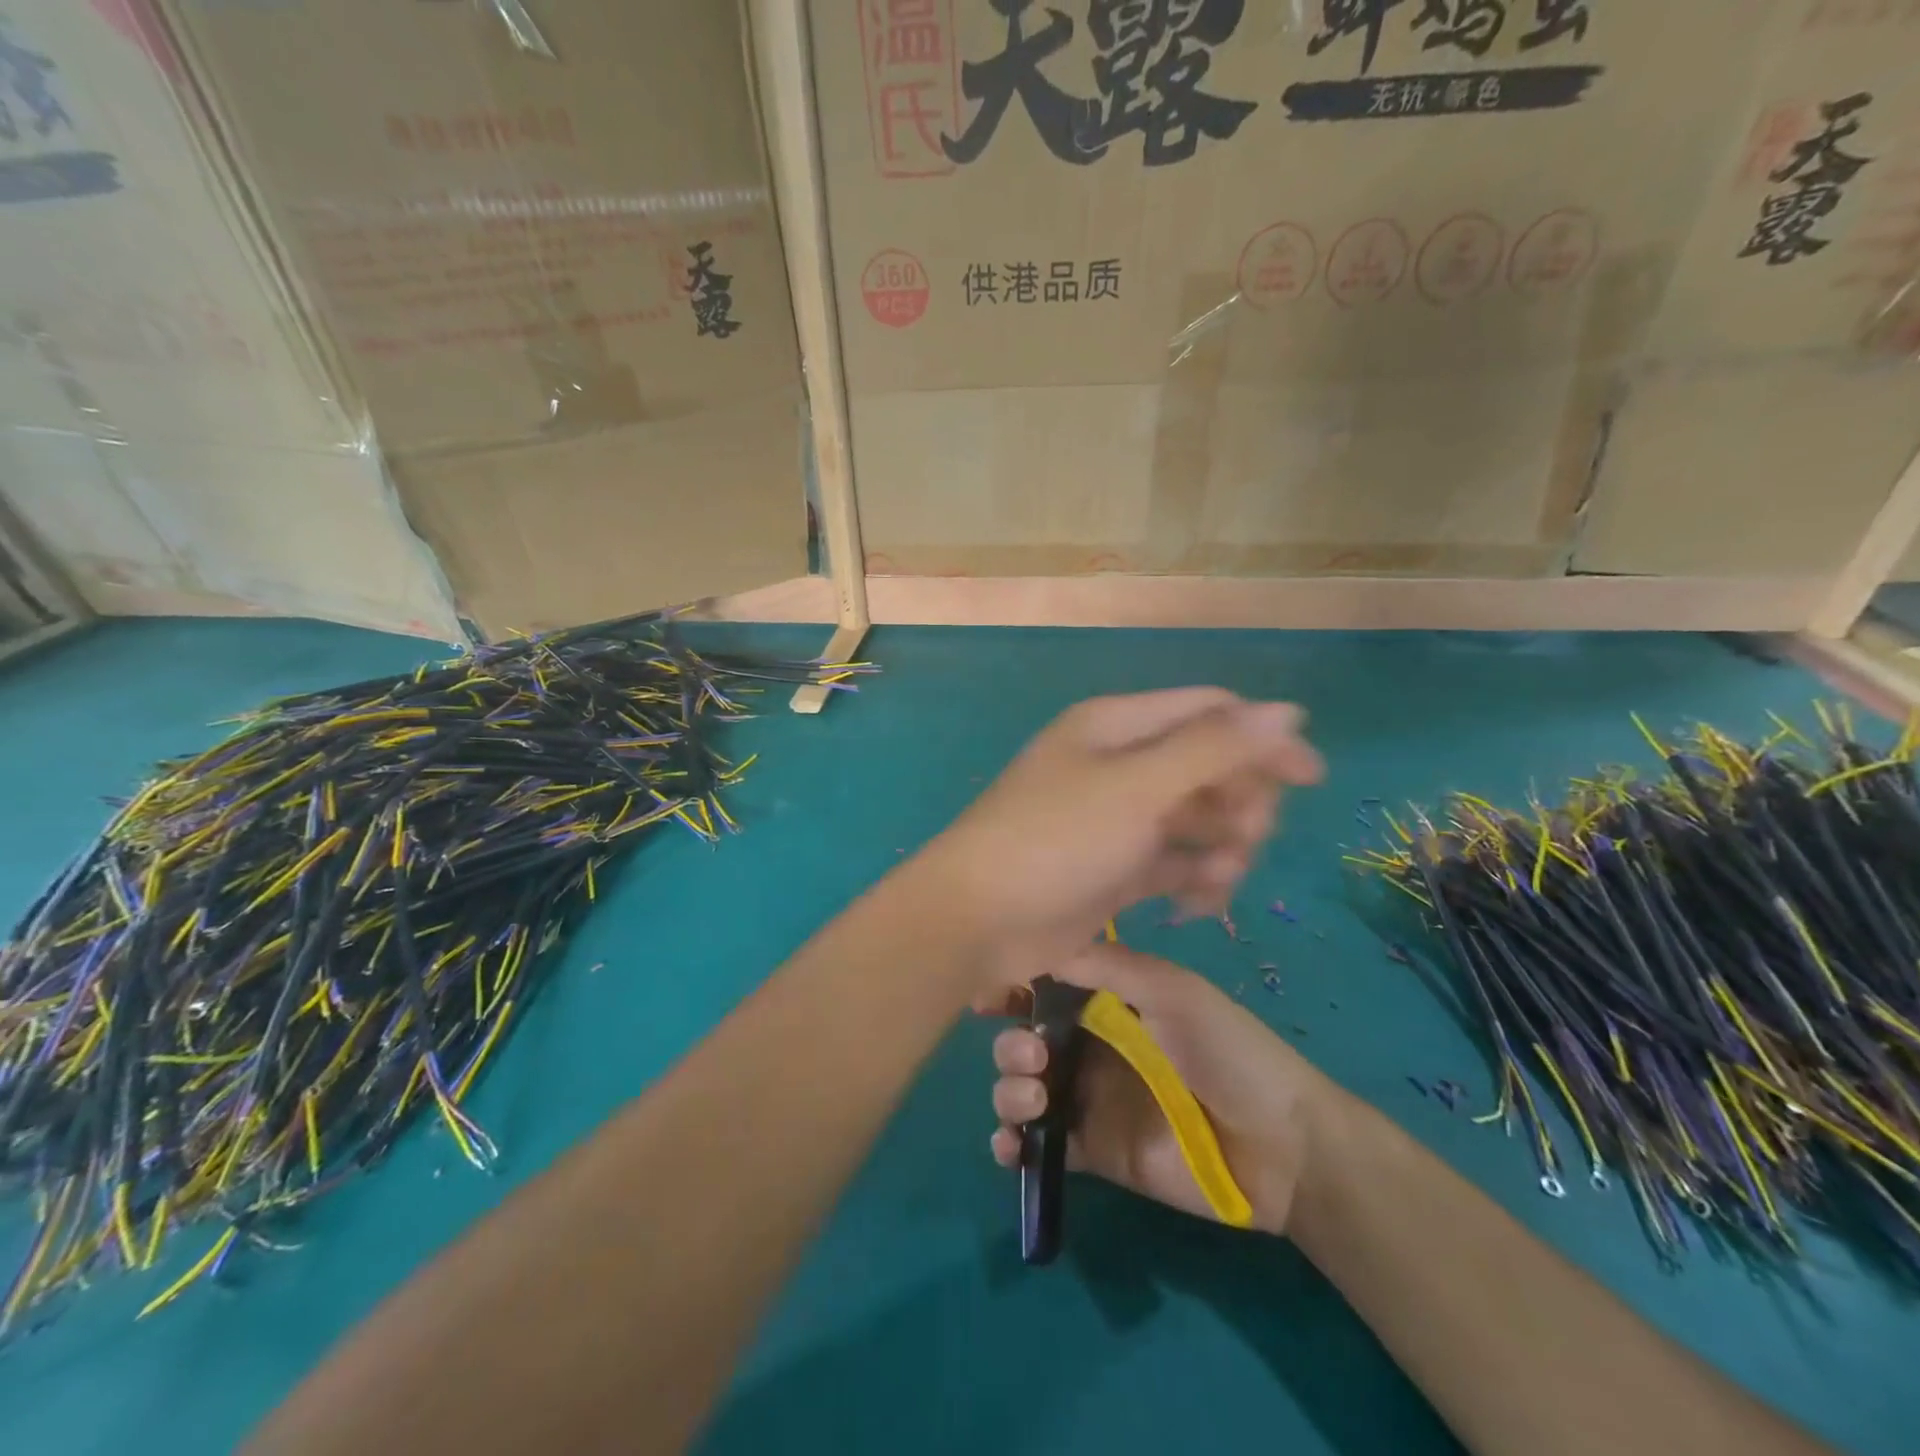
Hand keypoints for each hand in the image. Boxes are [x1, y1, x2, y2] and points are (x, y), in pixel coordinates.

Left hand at [915, 689, 1321, 986]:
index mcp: (1118, 727)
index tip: (1310, 780)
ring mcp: (1119, 820)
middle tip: (1242, 839)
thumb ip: (1213, 748)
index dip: (1263, 739)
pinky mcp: (1117, 869)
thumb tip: (1288, 711)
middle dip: (1239, 803)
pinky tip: (1192, 907)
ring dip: (1222, 849)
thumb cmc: (1055, 840)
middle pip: (1210, 768)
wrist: (979, 919)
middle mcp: (1120, 765)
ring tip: (1214, 882)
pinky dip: (1193, 882)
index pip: (1209, 713)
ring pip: (1199, 821)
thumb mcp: (1137, 788)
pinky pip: (1176, 865)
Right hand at [985, 943, 1331, 1235]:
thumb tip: (1042, 943)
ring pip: (1023, 1089)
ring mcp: (1091, 1101)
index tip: (985, 994)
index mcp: (1109, 1004)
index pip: (1046, 988)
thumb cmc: (1228, 1050)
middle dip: (1011, 1044)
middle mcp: (1091, 1047)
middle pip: (1025, 1039)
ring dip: (1008, 1089)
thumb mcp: (1172, 990)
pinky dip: (1013, 1144)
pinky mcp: (1095, 1152)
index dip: (1011, 988)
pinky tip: (1012, 1143)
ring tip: (1034, 1096)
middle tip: (1033, 1055)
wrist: (1280, 1144)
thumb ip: (1109, 967)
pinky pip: (1040, 1145)